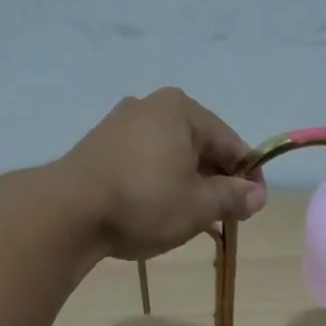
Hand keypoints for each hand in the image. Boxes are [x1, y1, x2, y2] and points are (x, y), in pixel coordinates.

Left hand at [55, 88, 267, 260]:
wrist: (69, 212)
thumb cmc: (145, 203)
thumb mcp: (199, 205)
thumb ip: (232, 197)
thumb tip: (257, 195)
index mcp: (182, 110)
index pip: (231, 143)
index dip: (249, 177)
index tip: (254, 208)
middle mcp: (152, 106)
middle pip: (201, 146)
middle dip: (218, 181)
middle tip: (227, 217)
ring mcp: (122, 124)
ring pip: (173, 155)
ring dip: (191, 185)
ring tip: (196, 219)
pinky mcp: (101, 146)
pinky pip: (147, 162)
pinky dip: (163, 183)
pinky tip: (163, 210)